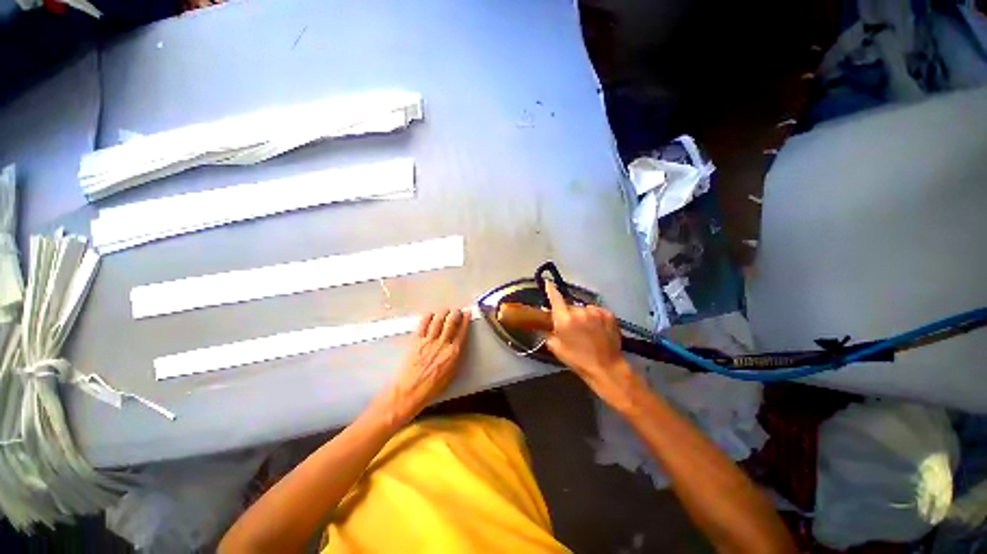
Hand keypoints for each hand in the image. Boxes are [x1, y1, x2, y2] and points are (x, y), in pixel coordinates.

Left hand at [371, 309, 469, 427]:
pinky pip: (423, 325)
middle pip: (451, 322)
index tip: (467, 313)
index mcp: (453, 353)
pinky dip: (428, 317)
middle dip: (455, 313)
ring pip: (438, 321)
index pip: (462, 332)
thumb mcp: (451, 374)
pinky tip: (430, 314)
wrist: (410, 390)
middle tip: (457, 310)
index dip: (465, 320)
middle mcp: (442, 343)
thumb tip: (457, 347)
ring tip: (445, 310)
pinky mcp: (416, 341)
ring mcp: (429, 341)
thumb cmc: (433, 387)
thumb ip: (455, 358)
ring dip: (443, 313)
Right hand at [544, 281, 640, 409]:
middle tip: (571, 326)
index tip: (548, 282)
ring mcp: (596, 311)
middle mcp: (580, 311)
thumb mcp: (556, 347)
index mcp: (564, 319)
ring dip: (583, 315)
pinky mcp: (609, 314)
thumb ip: (548, 331)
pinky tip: (597, 329)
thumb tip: (546, 319)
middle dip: (568, 313)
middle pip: (570, 306)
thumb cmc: (577, 359)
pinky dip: (595, 317)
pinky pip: (597, 311)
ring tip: (587, 330)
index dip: (551, 289)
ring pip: (584, 309)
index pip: (555, 297)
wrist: (606, 367)